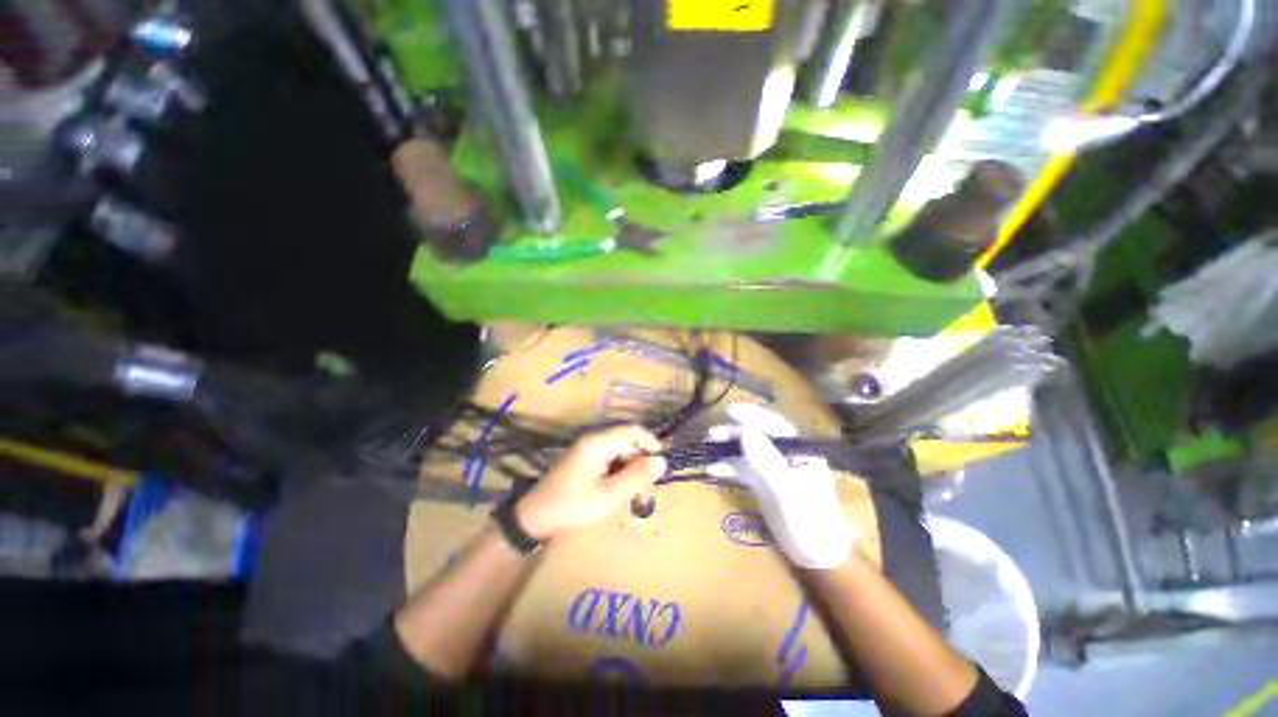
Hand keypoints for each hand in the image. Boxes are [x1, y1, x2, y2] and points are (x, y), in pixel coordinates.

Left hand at [516, 426, 665, 539]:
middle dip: (640, 466)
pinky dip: (619, 478)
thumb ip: (637, 476)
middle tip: (646, 493)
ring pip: (620, 456)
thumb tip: (661, 461)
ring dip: (631, 475)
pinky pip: (609, 465)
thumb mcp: (609, 495)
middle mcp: (594, 442)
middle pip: (627, 445)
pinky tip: (620, 497)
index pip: (632, 431)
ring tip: (635, 501)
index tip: (663, 463)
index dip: (651, 442)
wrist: (533, 520)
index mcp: (598, 443)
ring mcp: (587, 453)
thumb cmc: (573, 506)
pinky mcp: (584, 465)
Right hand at [707, 404, 853, 569]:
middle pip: (757, 436)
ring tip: (707, 447)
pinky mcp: (765, 485)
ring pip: (748, 451)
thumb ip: (766, 460)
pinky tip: (713, 470)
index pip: (774, 425)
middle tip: (711, 434)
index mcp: (799, 451)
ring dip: (728, 448)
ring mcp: (775, 470)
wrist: (817, 557)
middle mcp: (786, 456)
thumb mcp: (788, 490)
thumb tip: (745, 430)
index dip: (752, 415)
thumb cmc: (809, 521)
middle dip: (734, 432)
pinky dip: (729, 468)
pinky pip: (744, 470)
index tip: (728, 411)